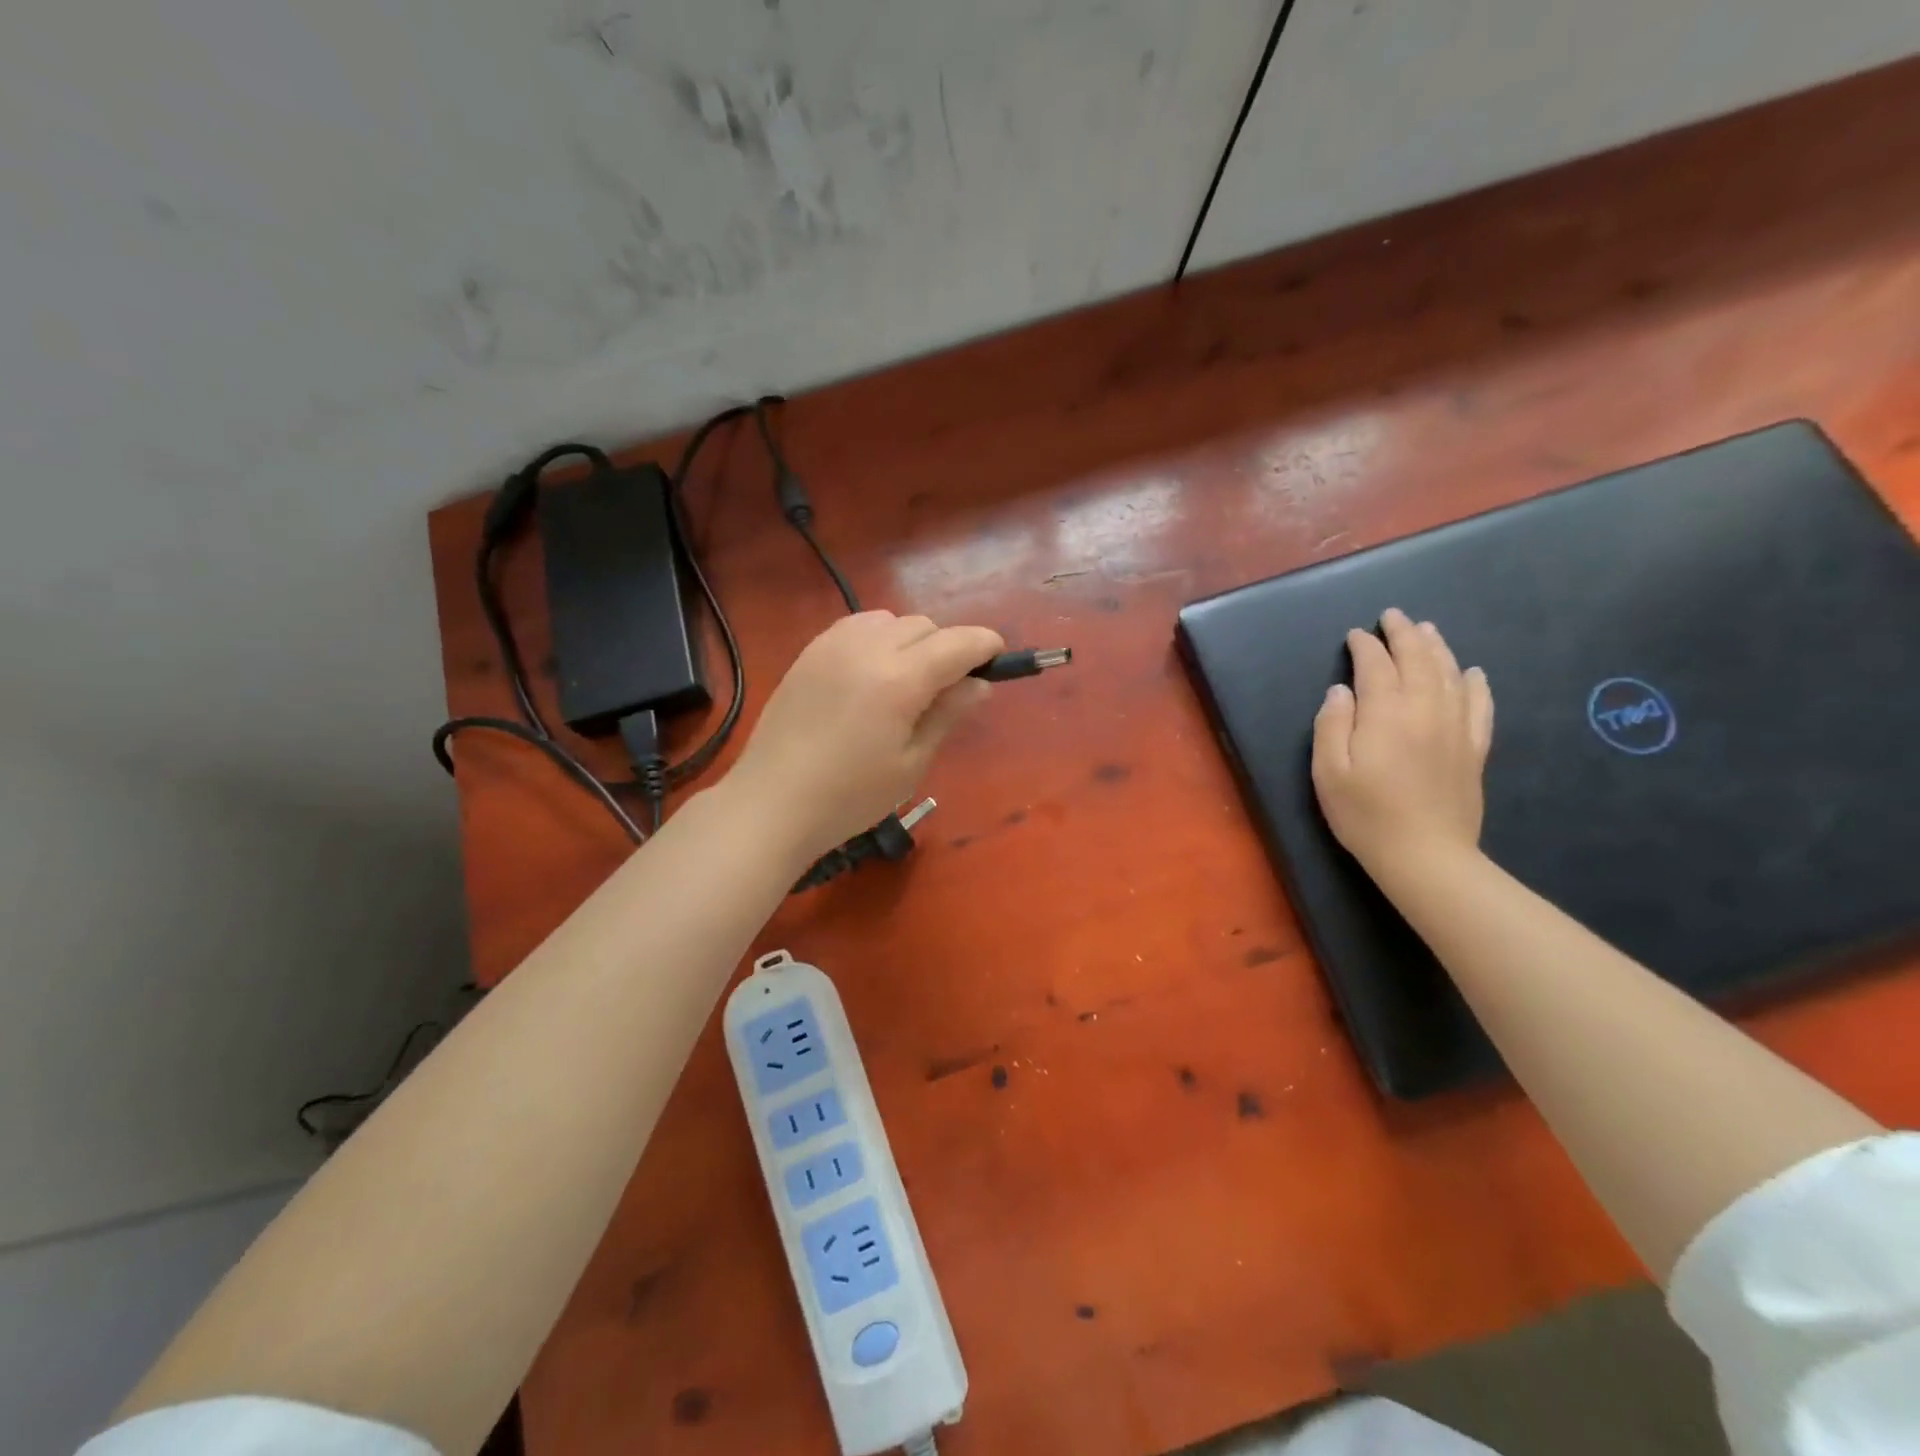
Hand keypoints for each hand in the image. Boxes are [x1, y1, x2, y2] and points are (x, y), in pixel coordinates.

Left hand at [728, 612, 1003, 860]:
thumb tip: (979, 684)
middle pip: (925, 625)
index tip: (998, 660)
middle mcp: (868, 648)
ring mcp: (833, 645)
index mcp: (900, 679)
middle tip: (948, 689)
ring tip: (906, 680)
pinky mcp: (809, 652)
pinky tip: (871, 673)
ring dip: (911, 640)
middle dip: (948, 647)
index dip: (986, 646)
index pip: (958, 643)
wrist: (772, 802)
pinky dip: (877, 638)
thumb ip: (948, 715)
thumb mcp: (911, 763)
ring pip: (890, 620)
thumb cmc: (850, 796)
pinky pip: (857, 626)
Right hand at [1311, 608, 1493, 881]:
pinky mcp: (1474, 749)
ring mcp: (1455, 728)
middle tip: (1393, 616)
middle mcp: (1425, 710)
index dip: (1365, 647)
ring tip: (1427, 631)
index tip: (1355, 635)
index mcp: (1386, 714)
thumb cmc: (1365, 814)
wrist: (1425, 855)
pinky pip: (1480, 705)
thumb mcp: (1328, 772)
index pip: (1376, 667)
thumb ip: (1331, 725)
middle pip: (1418, 660)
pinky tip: (1473, 672)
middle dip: (1404, 635)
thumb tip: (1341, 690)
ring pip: (1450, 675)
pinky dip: (1476, 683)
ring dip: (1437, 648)